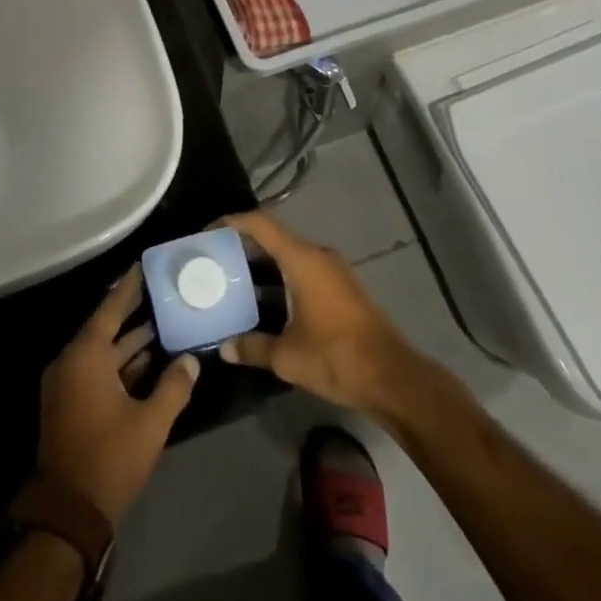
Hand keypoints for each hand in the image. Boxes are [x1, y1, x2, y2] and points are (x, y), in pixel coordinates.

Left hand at [37, 269, 199, 524]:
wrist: (68, 511)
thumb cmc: (110, 458)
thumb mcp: (150, 423)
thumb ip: (174, 387)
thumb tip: (190, 361)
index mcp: (85, 357)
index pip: (110, 309)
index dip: (128, 288)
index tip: (144, 266)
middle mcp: (71, 362)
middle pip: (105, 327)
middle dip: (133, 311)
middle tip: (161, 291)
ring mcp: (67, 384)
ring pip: (103, 352)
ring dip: (130, 340)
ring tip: (163, 322)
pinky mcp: (69, 404)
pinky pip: (96, 371)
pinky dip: (120, 364)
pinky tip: (148, 361)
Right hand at [217, 210, 423, 416]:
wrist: (392, 378)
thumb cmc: (336, 356)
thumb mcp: (287, 356)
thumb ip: (252, 347)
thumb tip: (224, 348)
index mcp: (302, 260)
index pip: (261, 225)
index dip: (233, 222)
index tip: (208, 232)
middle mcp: (317, 257)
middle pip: (274, 238)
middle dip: (242, 247)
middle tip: (212, 261)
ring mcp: (332, 273)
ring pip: (288, 257)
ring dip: (261, 266)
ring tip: (230, 281)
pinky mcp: (339, 290)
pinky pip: (301, 272)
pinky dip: (278, 280)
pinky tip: (261, 304)